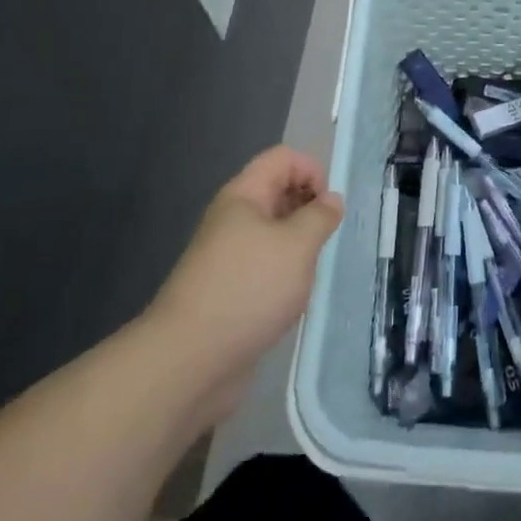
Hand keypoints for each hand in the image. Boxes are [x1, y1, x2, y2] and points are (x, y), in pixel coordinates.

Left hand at [147, 147, 342, 423]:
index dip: (312, 171)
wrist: (189, 361)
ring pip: (273, 232)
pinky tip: (295, 297)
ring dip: (299, 244)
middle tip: (327, 239)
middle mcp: (233, 219)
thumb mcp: (297, 245)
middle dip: (308, 208)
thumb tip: (331, 199)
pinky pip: (265, 266)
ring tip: (315, 270)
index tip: (329, 209)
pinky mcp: (229, 290)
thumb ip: (320, 217)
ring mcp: (228, 256)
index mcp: (243, 196)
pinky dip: (285, 274)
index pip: (283, 158)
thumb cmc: (248, 290)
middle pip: (278, 191)